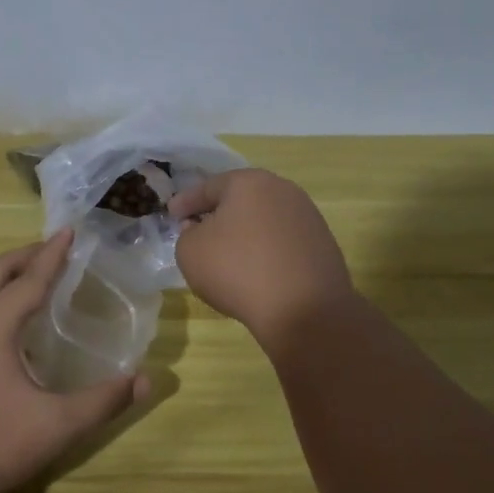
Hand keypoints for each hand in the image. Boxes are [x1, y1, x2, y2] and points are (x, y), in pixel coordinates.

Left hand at [0, 230, 149, 492]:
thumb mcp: (56, 425)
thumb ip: (103, 401)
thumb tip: (145, 380)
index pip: (30, 279)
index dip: (53, 255)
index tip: (69, 231)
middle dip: (25, 256)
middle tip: (53, 249)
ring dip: (3, 275)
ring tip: (29, 276)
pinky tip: (0, 320)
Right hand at [172, 168, 354, 344]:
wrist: (304, 310)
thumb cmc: (238, 270)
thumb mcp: (190, 252)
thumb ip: (187, 233)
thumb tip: (201, 228)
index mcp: (249, 182)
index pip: (208, 187)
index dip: (186, 202)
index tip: (171, 213)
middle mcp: (282, 190)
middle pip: (240, 198)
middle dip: (218, 212)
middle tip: (198, 228)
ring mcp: (307, 216)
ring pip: (263, 219)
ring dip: (244, 232)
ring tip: (228, 252)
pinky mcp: (322, 244)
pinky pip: (282, 241)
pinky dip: (265, 250)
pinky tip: (256, 270)